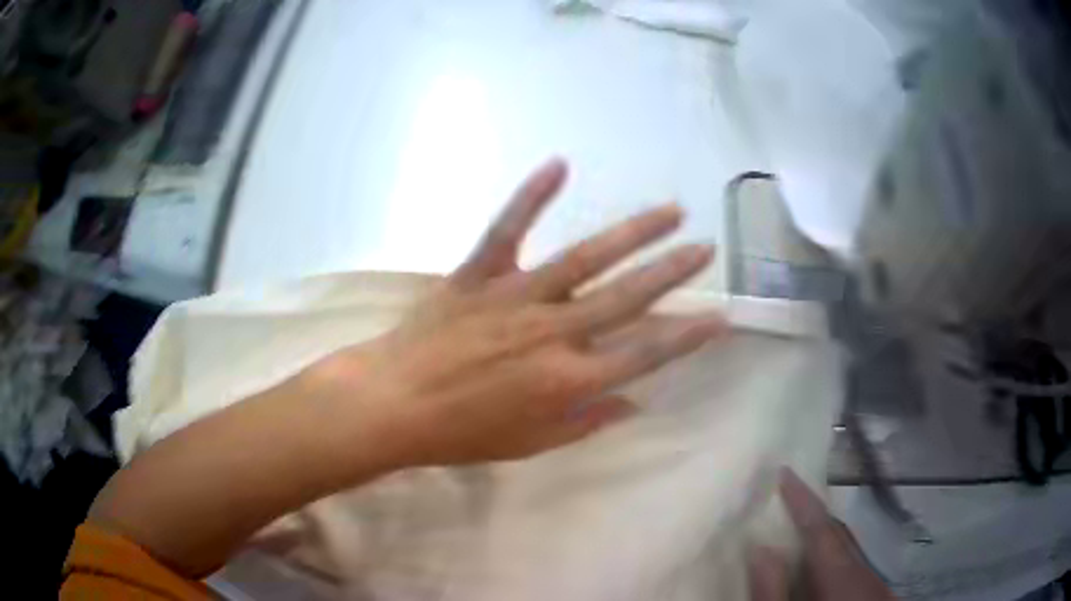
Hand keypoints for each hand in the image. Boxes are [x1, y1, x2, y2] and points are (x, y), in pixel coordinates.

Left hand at [307, 158, 725, 466]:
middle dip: (674, 273)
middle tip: (706, 249)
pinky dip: (531, 195)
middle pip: (629, 298)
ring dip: (634, 232)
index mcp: (569, 381)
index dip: (687, 336)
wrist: (392, 404)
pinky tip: (559, 163)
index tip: (720, 318)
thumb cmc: (460, 435)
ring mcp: (517, 297)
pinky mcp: (479, 274)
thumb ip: (587, 422)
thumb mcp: (530, 445)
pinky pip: (509, 228)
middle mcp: (554, 333)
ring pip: (587, 258)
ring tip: (672, 210)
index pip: (646, 354)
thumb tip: (637, 402)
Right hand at [749, 469, 895, 600]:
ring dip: (824, 535)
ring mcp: (873, 582)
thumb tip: (760, 549)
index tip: (784, 471)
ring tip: (797, 528)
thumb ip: (772, 591)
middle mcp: (864, 570)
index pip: (822, 528)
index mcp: (842, 576)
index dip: (803, 499)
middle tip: (786, 498)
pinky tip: (820, 568)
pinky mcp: (875, 593)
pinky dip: (834, 556)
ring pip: (848, 547)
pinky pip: (853, 562)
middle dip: (814, 514)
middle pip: (839, 533)